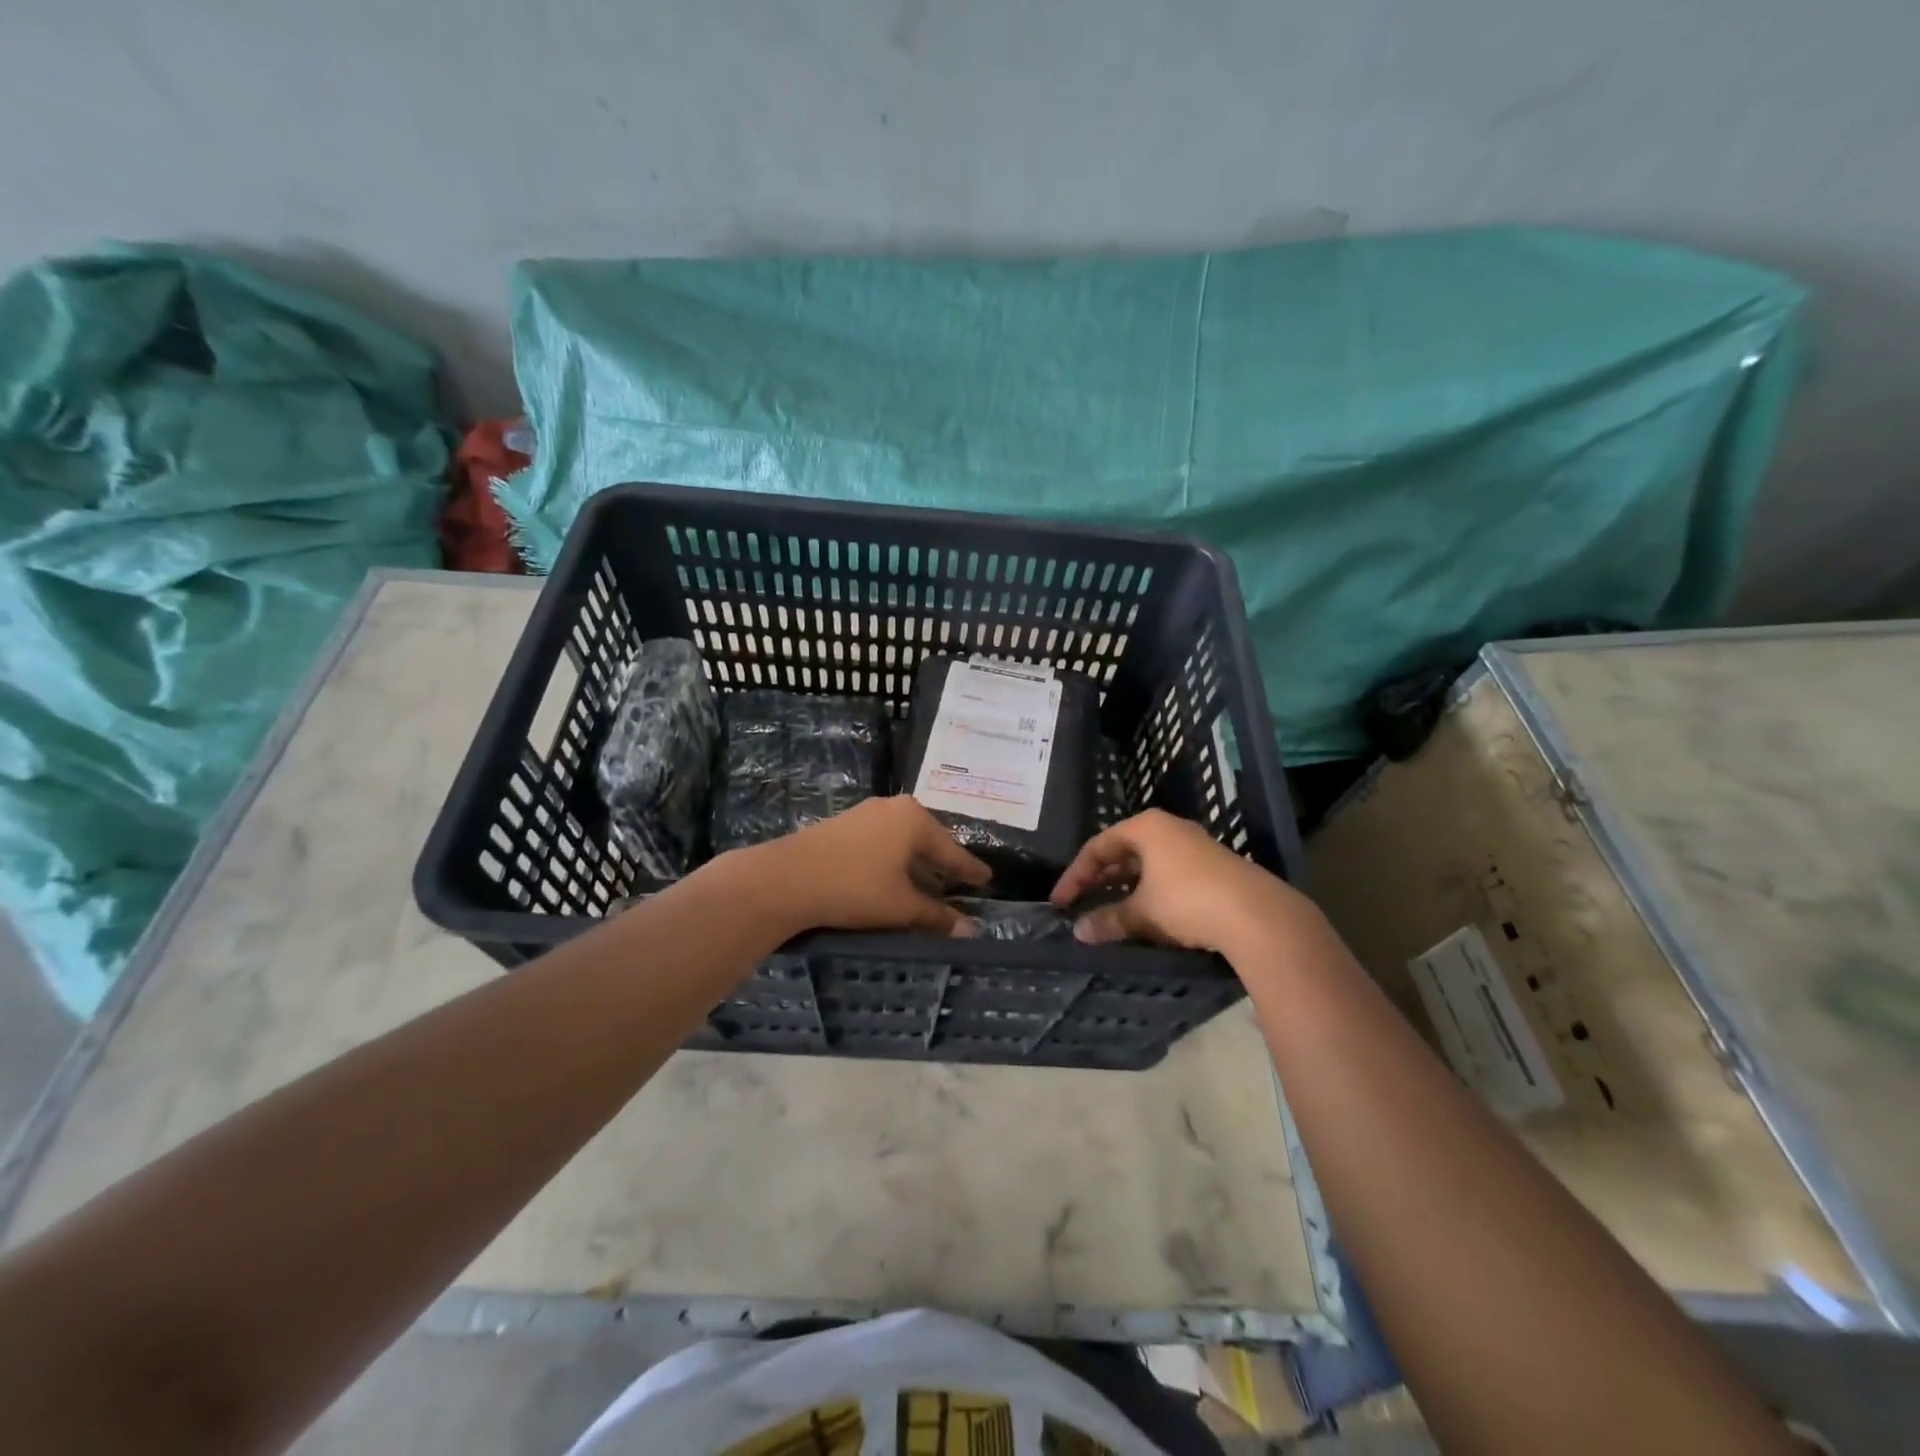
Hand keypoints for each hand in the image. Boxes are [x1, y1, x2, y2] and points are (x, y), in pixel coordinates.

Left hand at [746, 796, 990, 935]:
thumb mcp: (901, 906)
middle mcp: (894, 808)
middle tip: (961, 883)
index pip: (952, 851)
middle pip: (928, 841)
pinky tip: (893, 879)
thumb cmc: (855, 887)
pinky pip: (881, 843)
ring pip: (902, 842)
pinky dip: (894, 862)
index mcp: (915, 820)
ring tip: (929, 885)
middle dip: (942, 865)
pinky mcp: (843, 825)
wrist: (787, 878)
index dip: (970, 870)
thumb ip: (937, 916)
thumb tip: (970, 930)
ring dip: (916, 865)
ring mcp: (866, 814)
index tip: (988, 879)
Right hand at [1050, 809, 1314, 956]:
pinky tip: (1146, 917)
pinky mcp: (1213, 868)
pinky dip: (1150, 893)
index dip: (1075, 875)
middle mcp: (1169, 829)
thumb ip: (1108, 920)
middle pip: (1123, 852)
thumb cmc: (1188, 901)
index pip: (1098, 846)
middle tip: (1081, 905)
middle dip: (1100, 880)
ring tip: (1109, 913)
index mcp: (1146, 828)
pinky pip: (1168, 876)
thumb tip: (1079, 932)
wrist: (1257, 915)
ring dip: (1125, 889)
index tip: (1061, 902)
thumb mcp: (1142, 913)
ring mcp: (1194, 847)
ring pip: (1147, 865)